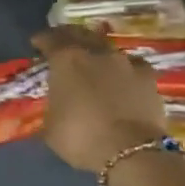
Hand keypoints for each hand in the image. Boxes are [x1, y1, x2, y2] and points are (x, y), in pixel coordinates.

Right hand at [30, 27, 166, 172]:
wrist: (130, 151)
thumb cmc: (80, 137)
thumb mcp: (51, 127)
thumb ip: (52, 106)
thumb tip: (55, 105)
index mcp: (67, 61)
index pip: (51, 39)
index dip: (42, 39)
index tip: (36, 43)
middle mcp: (96, 53)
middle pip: (80, 35)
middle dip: (69, 36)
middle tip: (62, 43)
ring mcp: (125, 62)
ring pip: (107, 48)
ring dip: (96, 52)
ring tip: (92, 61)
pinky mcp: (148, 76)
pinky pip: (131, 65)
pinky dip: (123, 68)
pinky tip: (122, 76)